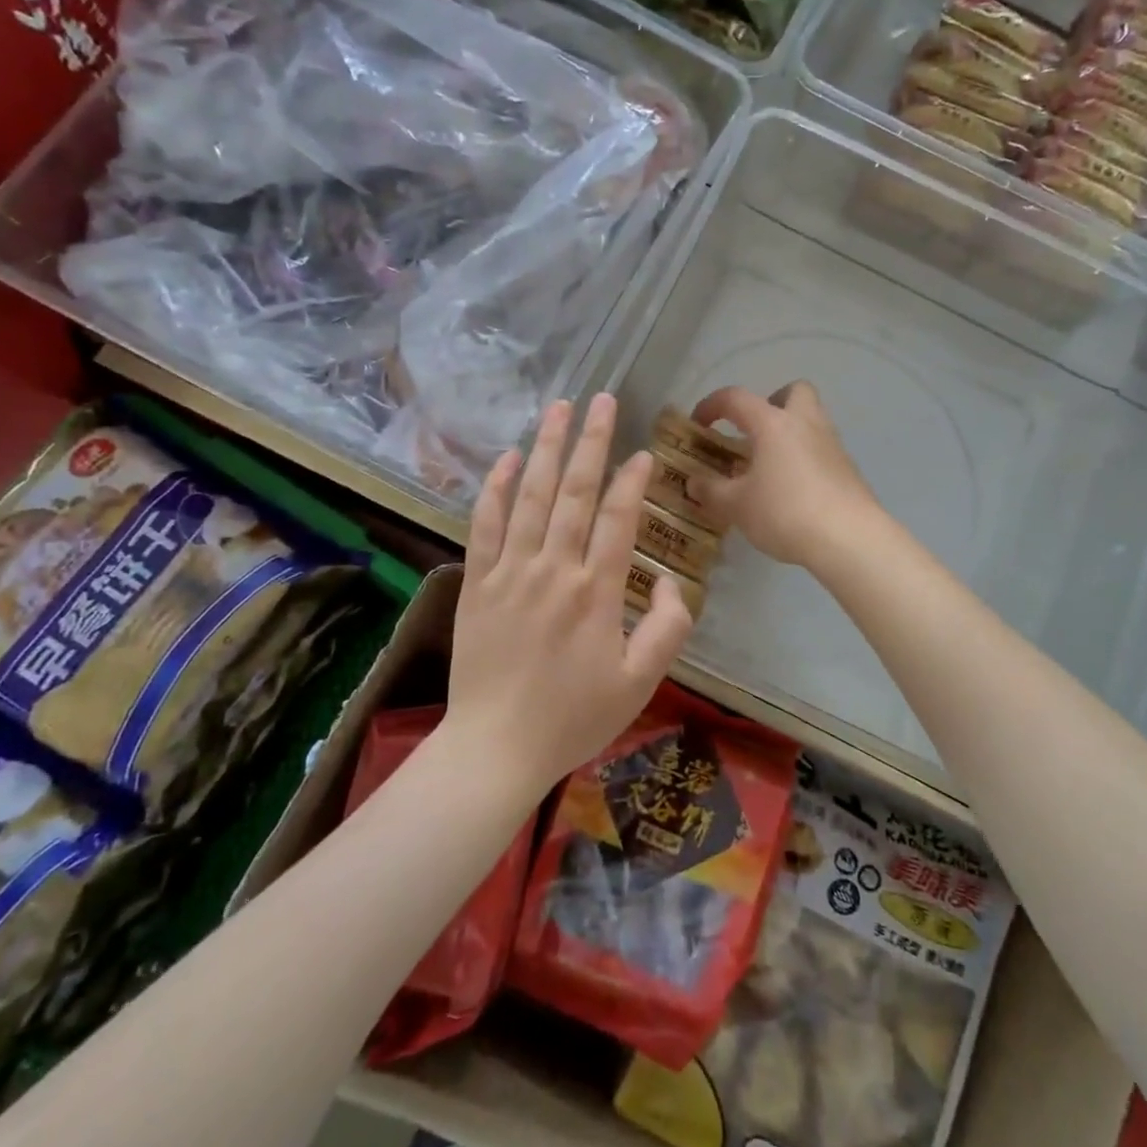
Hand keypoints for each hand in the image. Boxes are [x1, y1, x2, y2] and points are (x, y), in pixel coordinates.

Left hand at [443, 394, 693, 795]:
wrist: (496, 748)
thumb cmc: (573, 717)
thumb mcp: (640, 682)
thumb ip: (667, 627)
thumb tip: (668, 580)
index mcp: (596, 591)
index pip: (618, 519)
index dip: (633, 480)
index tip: (643, 452)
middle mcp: (554, 569)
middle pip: (574, 492)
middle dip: (590, 441)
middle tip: (602, 399)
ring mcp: (510, 572)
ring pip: (529, 496)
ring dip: (545, 449)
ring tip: (559, 408)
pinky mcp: (477, 583)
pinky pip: (485, 524)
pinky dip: (494, 488)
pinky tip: (506, 458)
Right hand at [688, 382, 880, 568]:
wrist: (849, 538)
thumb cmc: (785, 512)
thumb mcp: (736, 506)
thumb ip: (711, 491)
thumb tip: (694, 482)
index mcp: (773, 423)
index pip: (736, 398)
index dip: (711, 405)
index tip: (698, 424)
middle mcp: (805, 423)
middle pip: (793, 391)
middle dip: (771, 403)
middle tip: (753, 432)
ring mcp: (832, 444)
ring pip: (810, 420)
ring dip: (788, 433)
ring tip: (768, 467)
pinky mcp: (848, 469)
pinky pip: (821, 449)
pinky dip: (804, 459)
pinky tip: (791, 490)